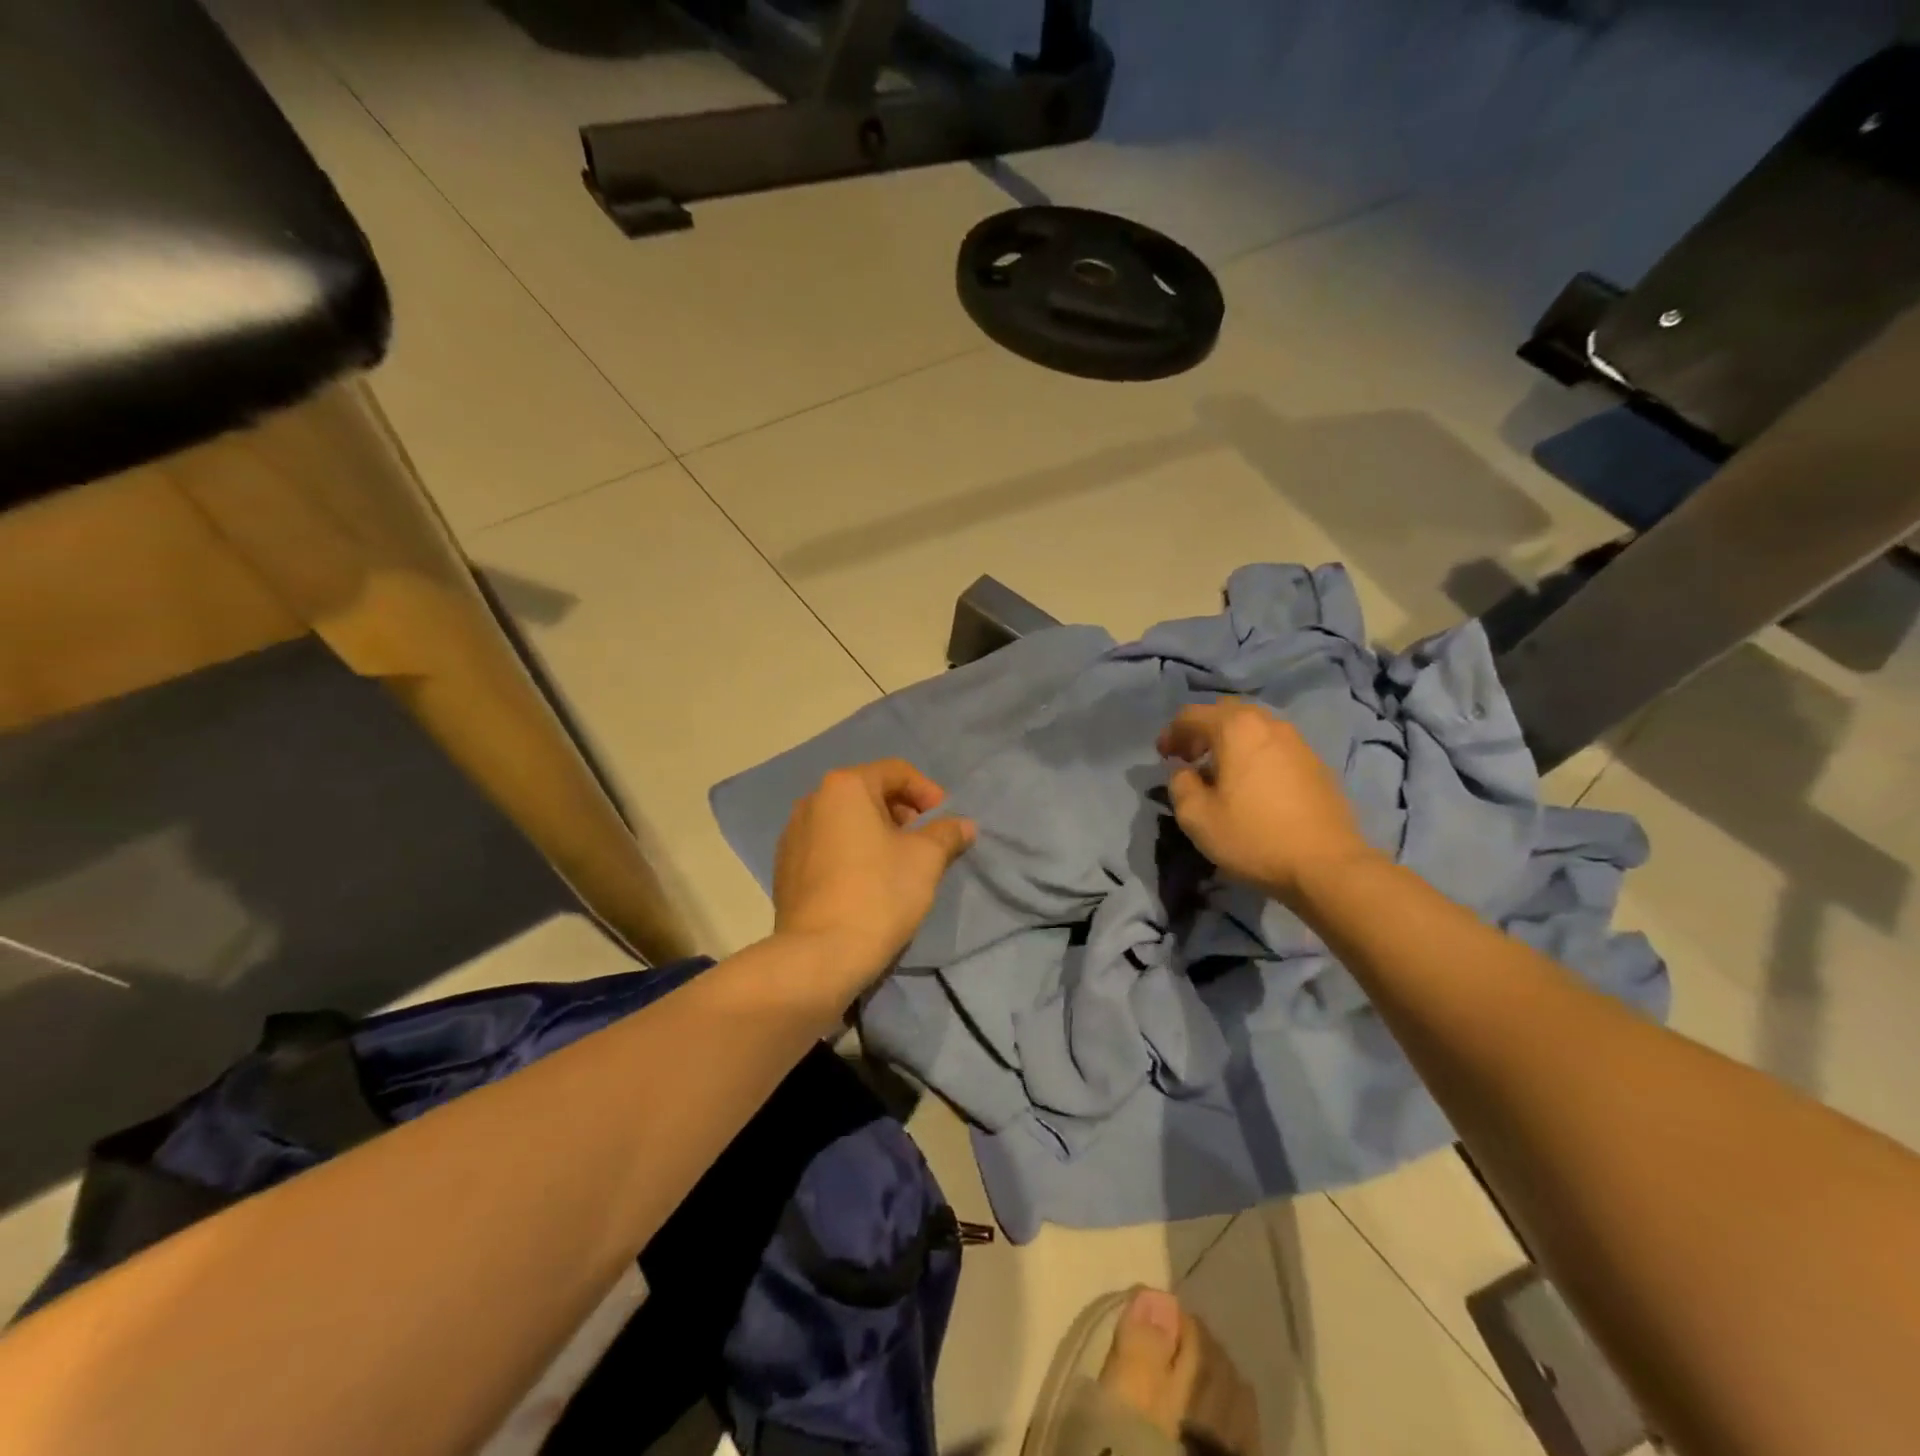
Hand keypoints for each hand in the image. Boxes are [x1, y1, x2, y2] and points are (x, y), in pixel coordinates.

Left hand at [771, 759, 975, 992]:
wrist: (819, 956)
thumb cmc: (879, 893)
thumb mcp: (926, 859)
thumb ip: (948, 833)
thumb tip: (964, 825)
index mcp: (844, 787)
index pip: (896, 772)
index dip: (928, 792)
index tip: (945, 822)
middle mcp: (812, 801)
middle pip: (869, 794)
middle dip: (903, 813)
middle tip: (926, 843)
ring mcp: (793, 835)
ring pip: (847, 822)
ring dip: (877, 834)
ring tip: (899, 865)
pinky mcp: (785, 868)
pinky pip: (828, 847)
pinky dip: (852, 853)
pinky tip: (868, 884)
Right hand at [1158, 700, 1374, 905]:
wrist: (1327, 864)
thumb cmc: (1254, 836)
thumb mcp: (1197, 817)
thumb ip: (1180, 785)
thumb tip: (1184, 772)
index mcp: (1236, 728)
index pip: (1191, 714)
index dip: (1171, 733)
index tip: (1163, 758)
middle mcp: (1268, 724)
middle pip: (1225, 713)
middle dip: (1202, 731)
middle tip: (1189, 759)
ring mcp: (1297, 741)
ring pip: (1253, 728)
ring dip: (1230, 742)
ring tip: (1220, 773)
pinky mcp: (1315, 763)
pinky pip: (1274, 746)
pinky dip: (1254, 755)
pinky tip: (1251, 786)